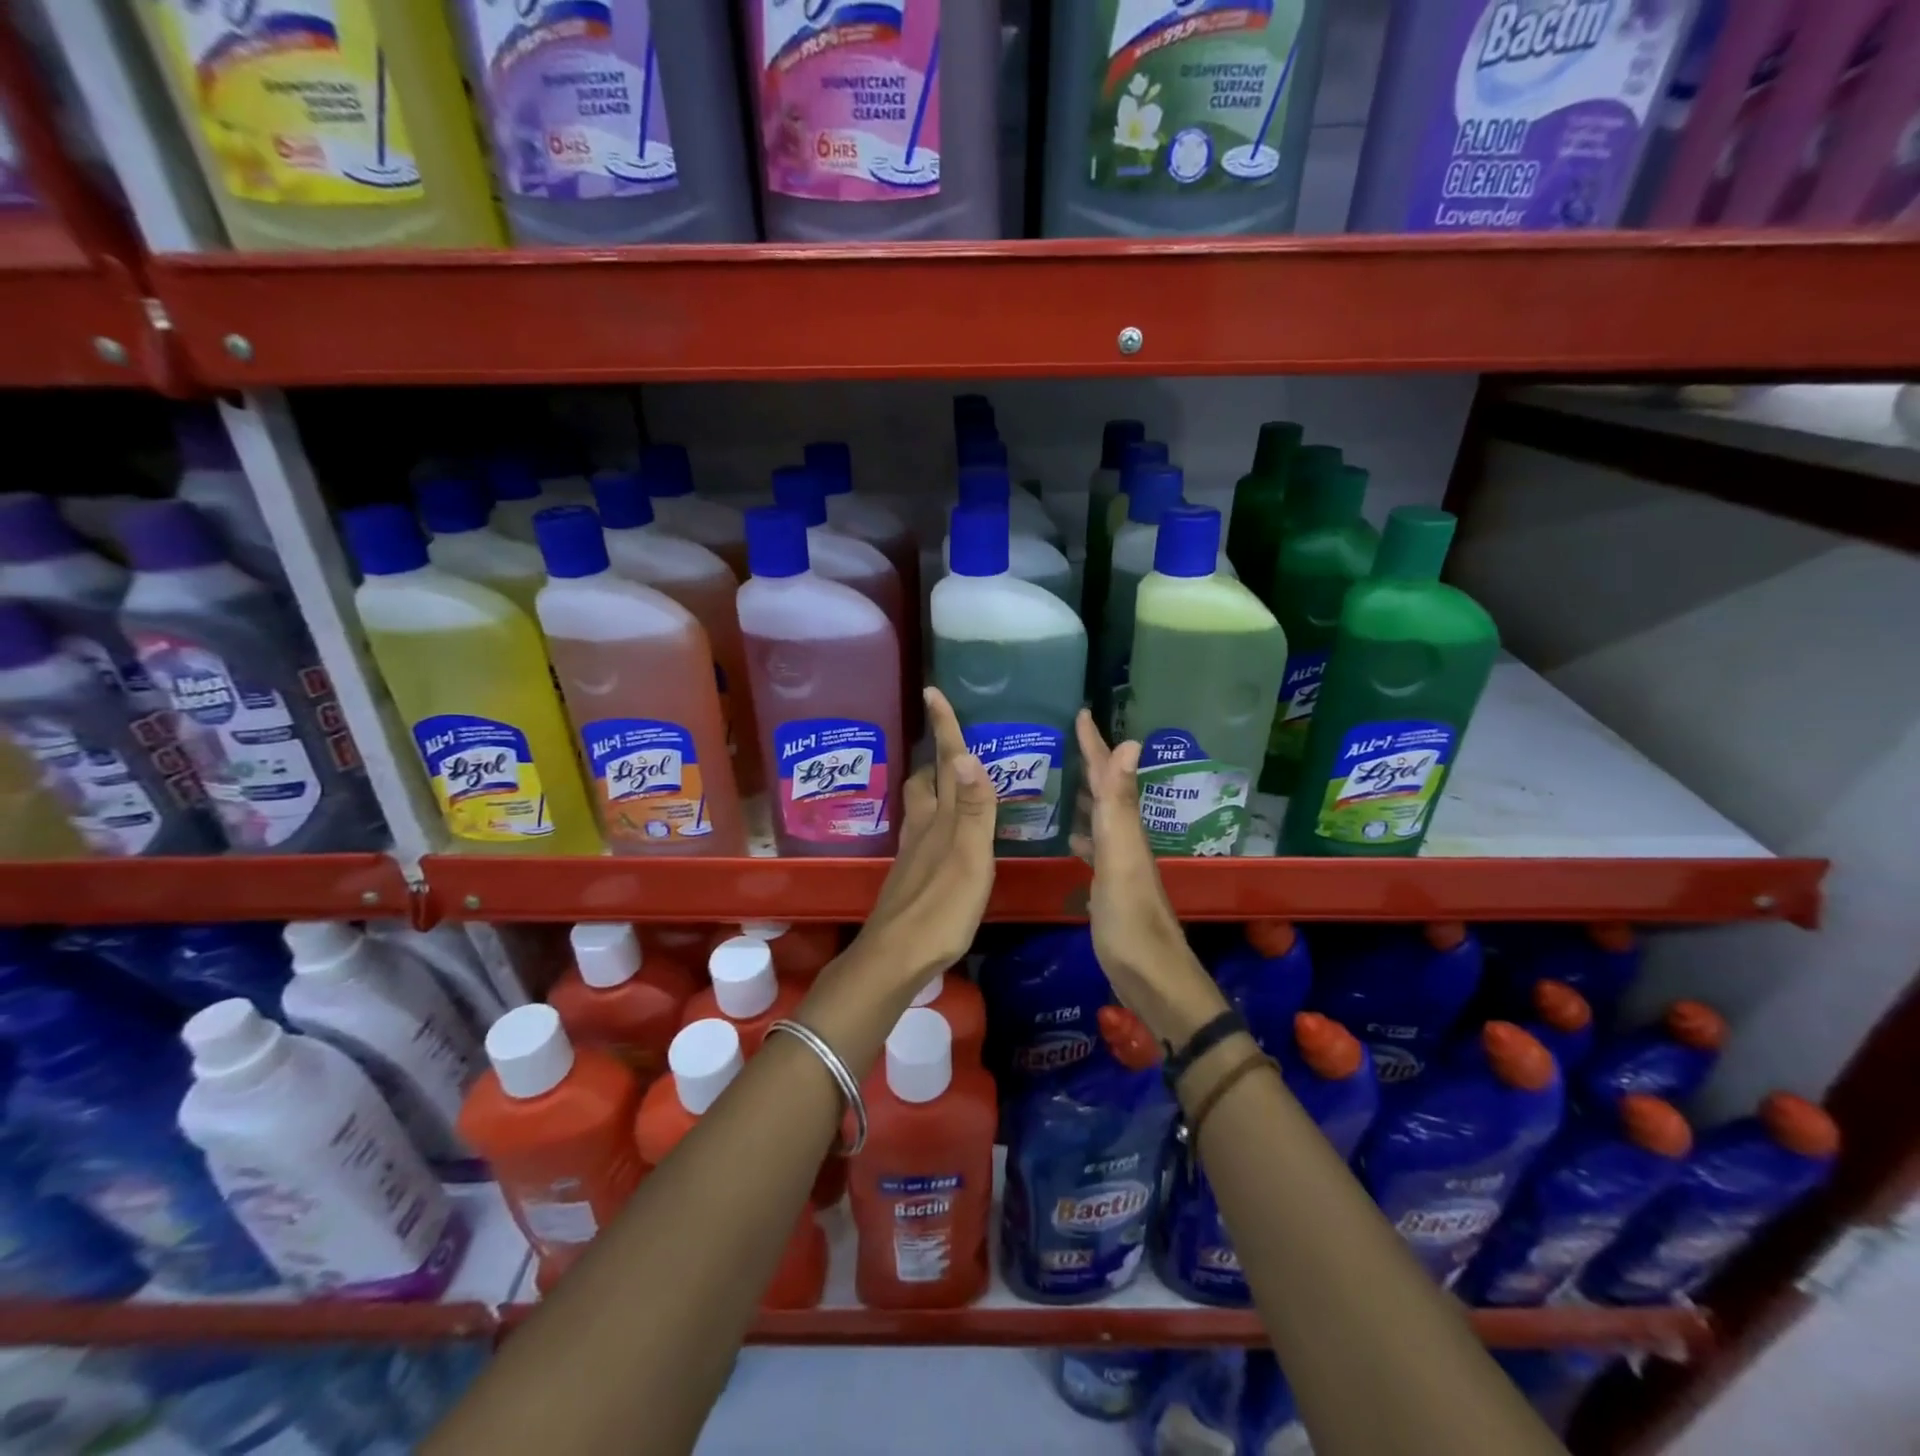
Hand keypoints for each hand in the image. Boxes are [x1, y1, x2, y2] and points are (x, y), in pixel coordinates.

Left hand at [852, 687, 997, 986]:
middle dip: (935, 758)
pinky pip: (926, 831)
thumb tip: (968, 755)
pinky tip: (948, 835)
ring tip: (954, 782)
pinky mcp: (912, 876)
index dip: (943, 727)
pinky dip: (938, 818)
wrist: (896, 957)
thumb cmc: (940, 908)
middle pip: (925, 781)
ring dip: (935, 787)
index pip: (944, 763)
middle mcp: (923, 828)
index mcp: (940, 819)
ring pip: (922, 806)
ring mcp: (914, 853)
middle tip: (952, 744)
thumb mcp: (968, 858)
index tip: (933, 690)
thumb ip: (973, 809)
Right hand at [1072, 709, 1226, 1043]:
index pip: (1108, 775)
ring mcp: (1119, 865)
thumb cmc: (1130, 921)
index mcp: (1125, 828)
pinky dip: (1081, 832)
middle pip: (1106, 792)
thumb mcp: (1121, 857)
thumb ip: (1120, 804)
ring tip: (1059, 781)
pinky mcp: (1111, 888)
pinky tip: (1068, 835)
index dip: (1094, 744)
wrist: (1151, 980)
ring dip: (1084, 796)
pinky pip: (1094, 846)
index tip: (1080, 712)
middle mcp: (1125, 840)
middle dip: (1089, 763)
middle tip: (1063, 741)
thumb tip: (1130, 743)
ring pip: (1100, 818)